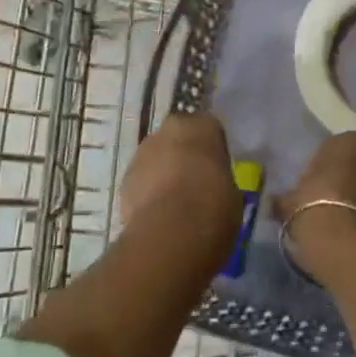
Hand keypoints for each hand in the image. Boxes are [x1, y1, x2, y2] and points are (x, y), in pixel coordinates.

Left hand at [120, 113, 241, 248]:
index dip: (211, 149)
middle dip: (183, 155)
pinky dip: (147, 193)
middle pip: (177, 138)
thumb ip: (218, 177)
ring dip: (162, 172)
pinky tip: (158, 214)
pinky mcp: (124, 179)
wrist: (173, 231)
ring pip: (156, 158)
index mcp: (202, 125)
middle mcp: (169, 129)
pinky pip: (141, 181)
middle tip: (195, 182)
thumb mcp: (231, 189)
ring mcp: (142, 152)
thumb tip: (211, 185)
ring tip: (175, 203)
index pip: (208, 128)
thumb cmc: (214, 204)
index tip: (215, 168)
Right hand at [278, 132, 355, 286]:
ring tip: (341, 222)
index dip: (322, 168)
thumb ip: (285, 198)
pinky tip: (354, 234)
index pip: (334, 148)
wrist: (346, 248)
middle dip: (347, 179)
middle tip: (327, 202)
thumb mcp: (288, 202)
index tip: (311, 187)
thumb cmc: (312, 209)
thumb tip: (274, 203)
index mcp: (348, 141)